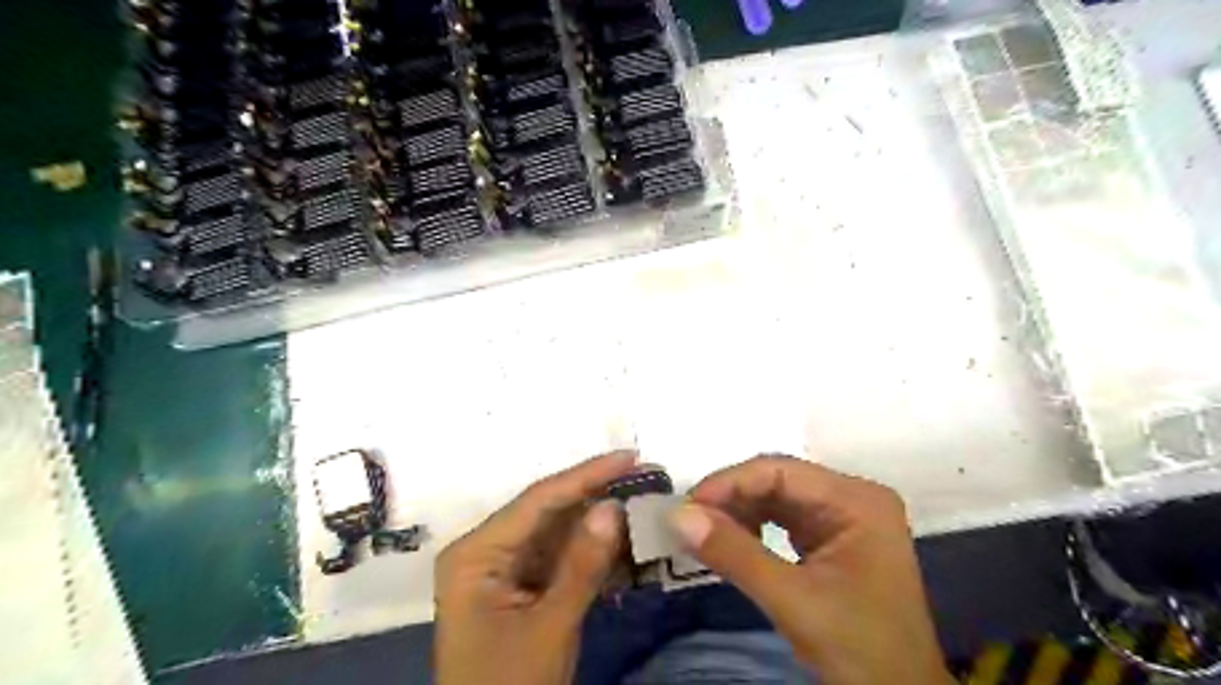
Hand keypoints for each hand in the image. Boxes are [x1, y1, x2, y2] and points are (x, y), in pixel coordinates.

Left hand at [433, 451, 633, 681]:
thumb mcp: (549, 627)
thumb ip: (581, 565)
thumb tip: (613, 506)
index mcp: (476, 552)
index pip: (538, 500)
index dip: (587, 474)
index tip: (629, 456)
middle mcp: (486, 549)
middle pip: (548, 512)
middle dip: (596, 497)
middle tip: (643, 476)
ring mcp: (503, 569)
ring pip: (558, 533)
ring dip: (598, 525)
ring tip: (641, 504)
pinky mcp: (520, 587)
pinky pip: (559, 558)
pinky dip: (591, 555)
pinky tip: (624, 545)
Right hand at [673, 454, 948, 683]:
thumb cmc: (860, 650)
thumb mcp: (794, 601)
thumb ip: (735, 555)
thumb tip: (677, 516)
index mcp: (856, 500)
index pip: (779, 471)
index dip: (728, 483)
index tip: (686, 507)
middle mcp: (852, 497)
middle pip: (778, 481)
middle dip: (731, 498)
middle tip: (688, 520)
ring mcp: (844, 517)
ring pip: (777, 498)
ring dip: (738, 512)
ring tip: (702, 531)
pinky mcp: (833, 538)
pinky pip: (784, 519)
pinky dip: (753, 528)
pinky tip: (731, 541)